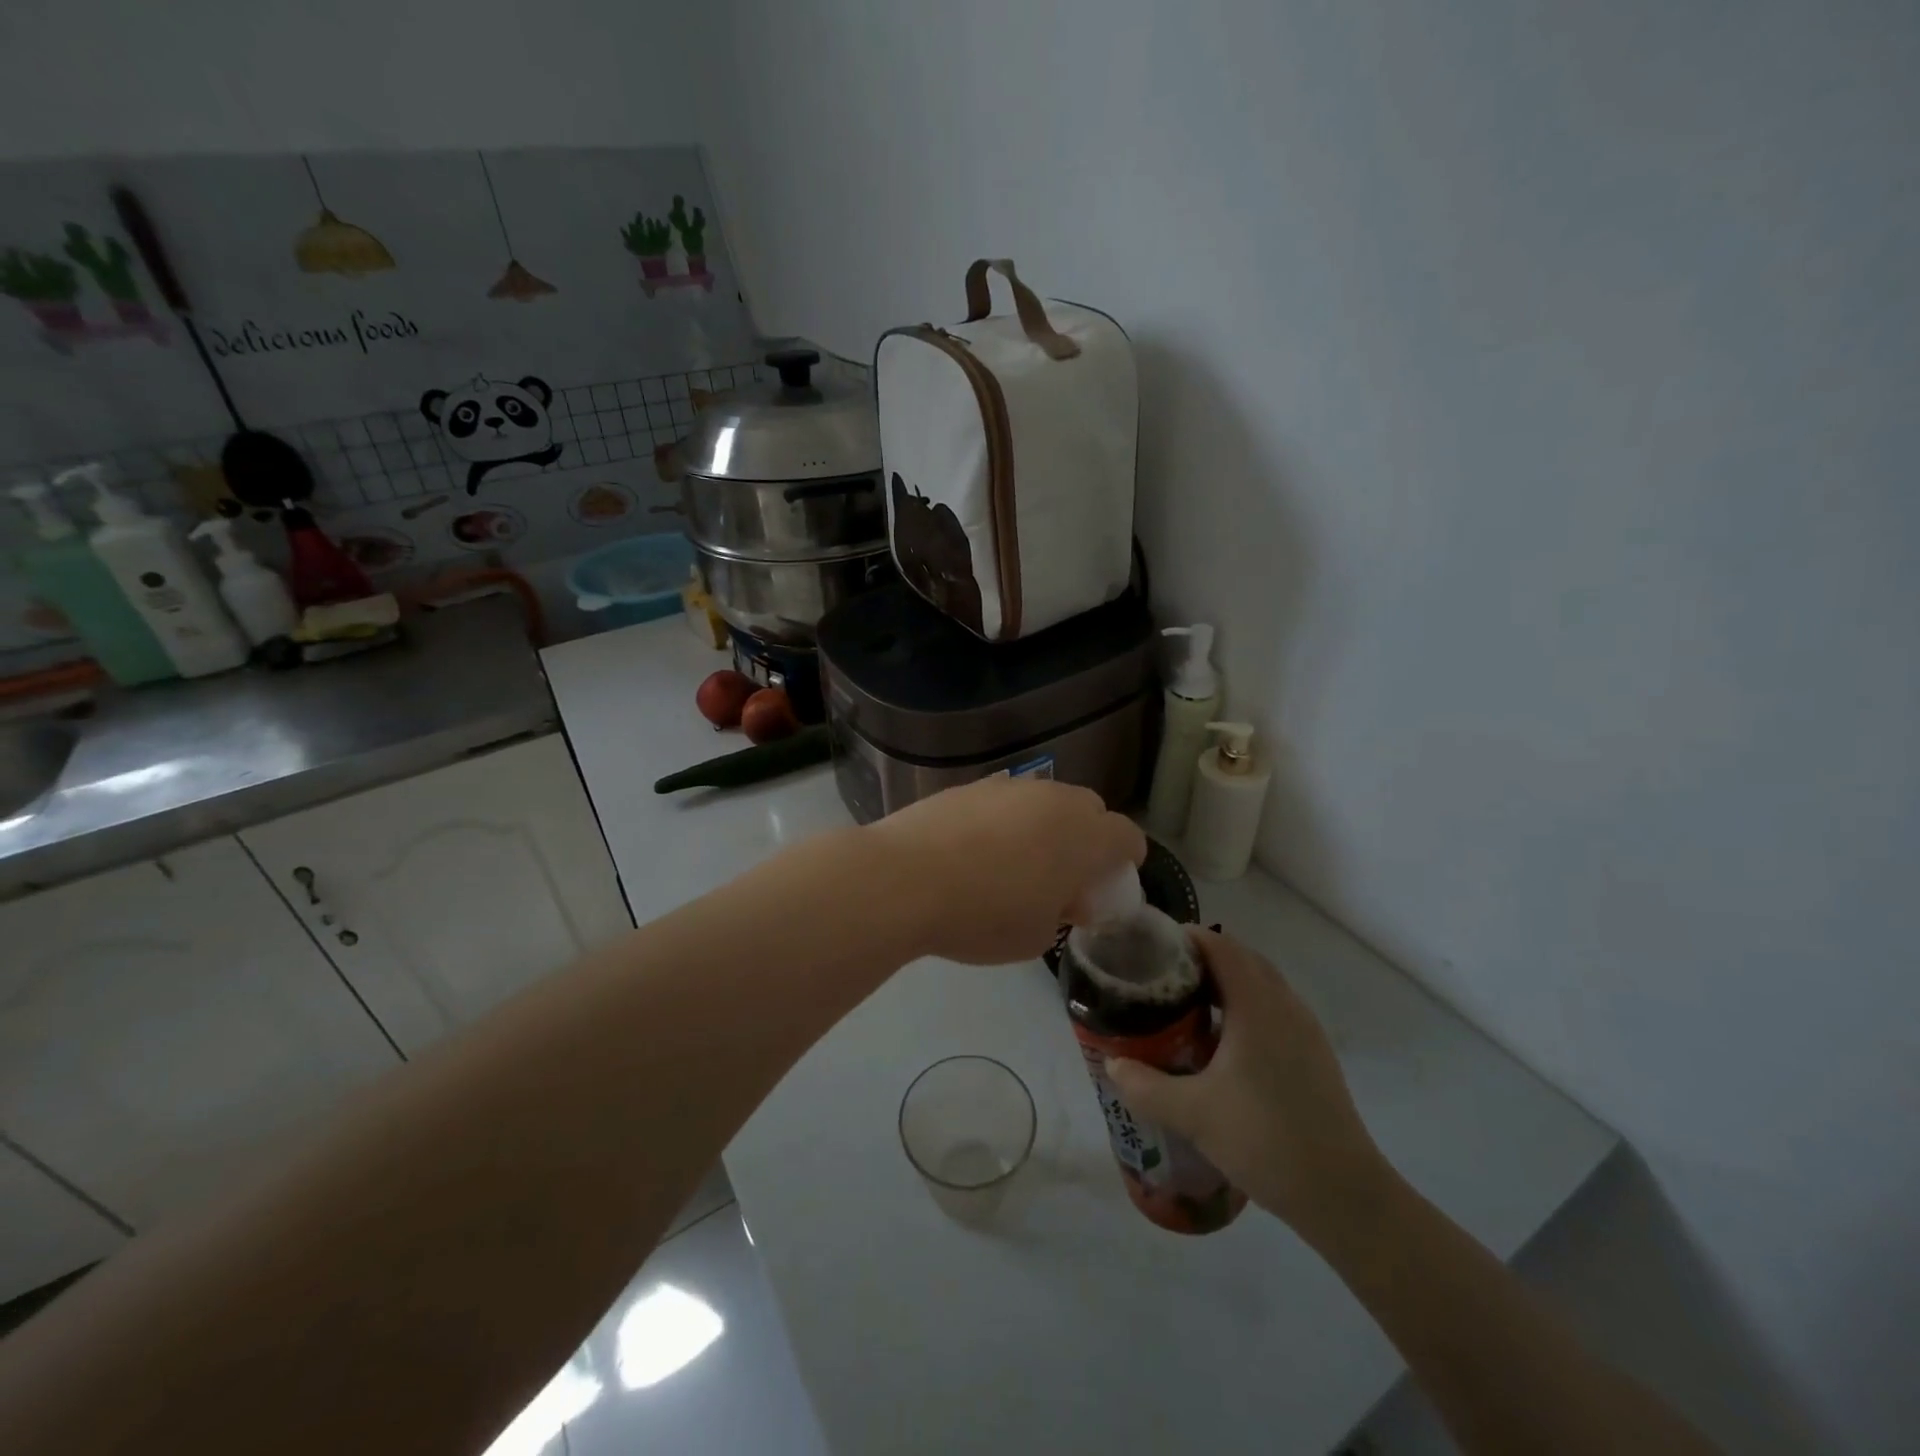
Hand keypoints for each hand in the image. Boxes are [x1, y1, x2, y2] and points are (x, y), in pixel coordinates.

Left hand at [864, 777, 1145, 964]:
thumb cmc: (982, 916)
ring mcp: (1008, 786)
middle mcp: (1053, 799)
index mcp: (1084, 835)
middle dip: (1088, 838)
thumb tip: (1066, 897)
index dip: (1126, 861)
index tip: (1109, 885)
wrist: (903, 879)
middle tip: (1065, 874)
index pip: (1128, 836)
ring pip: (1045, 800)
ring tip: (1016, 862)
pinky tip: (975, 850)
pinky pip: (1004, 801)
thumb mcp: (1036, 936)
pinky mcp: (969, 786)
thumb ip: (1063, 911)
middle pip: (1090, 809)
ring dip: (1045, 825)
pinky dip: (1005, 820)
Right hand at [1105, 929, 1387, 1240]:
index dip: (1185, 937)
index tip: (1150, 947)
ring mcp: (1305, 1029)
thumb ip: (1144, 1086)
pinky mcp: (1315, 1055)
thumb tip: (1112, 1064)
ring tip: (1185, 1005)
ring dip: (1225, 982)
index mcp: (1256, 1005)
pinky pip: (1274, 1009)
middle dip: (1201, 957)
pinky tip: (1222, 1044)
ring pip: (1261, 984)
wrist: (1344, 1195)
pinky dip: (1244, 1007)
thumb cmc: (1265, 1140)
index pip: (1220, 945)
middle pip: (1241, 958)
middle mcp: (1284, 1005)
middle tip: (1161, 976)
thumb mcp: (1191, 1113)